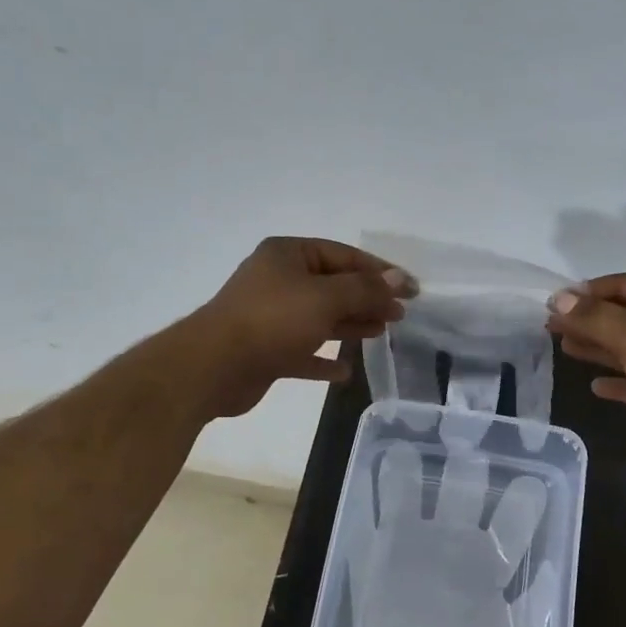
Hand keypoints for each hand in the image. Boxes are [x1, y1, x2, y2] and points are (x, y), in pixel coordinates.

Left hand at [187, 237, 414, 417]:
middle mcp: (278, 281)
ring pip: (320, 318)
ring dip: (350, 325)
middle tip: (399, 315)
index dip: (380, 272)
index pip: (343, 256)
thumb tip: (399, 280)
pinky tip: (344, 371)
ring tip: (381, 334)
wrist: (214, 366)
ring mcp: (270, 317)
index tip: (411, 290)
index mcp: (288, 255)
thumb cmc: (273, 320)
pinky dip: (323, 359)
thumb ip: (365, 289)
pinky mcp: (266, 351)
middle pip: (333, 287)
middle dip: (367, 299)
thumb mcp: (325, 298)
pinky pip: (302, 352)